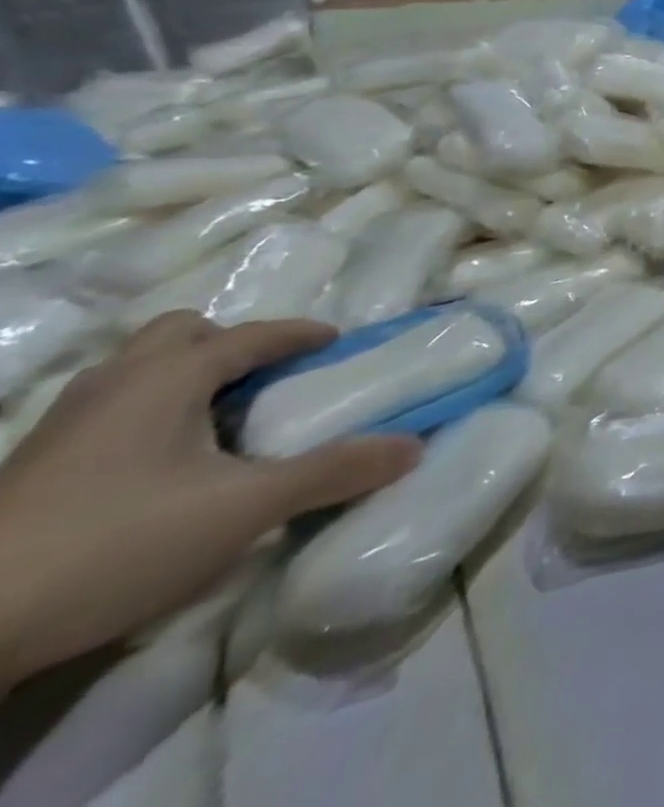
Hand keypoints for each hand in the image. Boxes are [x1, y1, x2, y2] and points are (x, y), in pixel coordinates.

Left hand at [0, 311, 419, 688]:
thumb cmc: (117, 542)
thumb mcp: (246, 509)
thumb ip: (334, 472)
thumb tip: (413, 446)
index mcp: (170, 375)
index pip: (253, 334)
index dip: (301, 334)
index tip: (336, 343)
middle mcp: (115, 383)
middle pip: (180, 334)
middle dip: (228, 344)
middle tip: (266, 379)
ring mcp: (63, 426)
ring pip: (137, 371)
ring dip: (185, 378)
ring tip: (222, 419)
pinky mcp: (31, 469)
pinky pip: (110, 410)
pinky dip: (148, 415)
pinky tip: (163, 465)